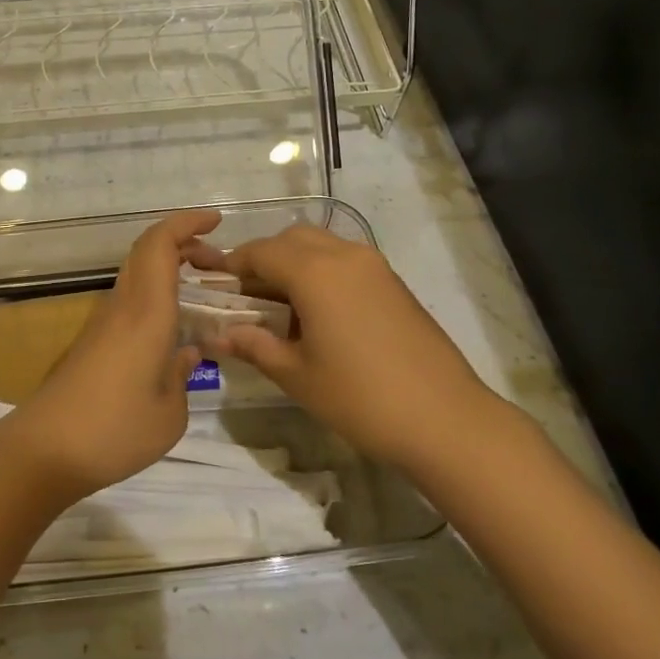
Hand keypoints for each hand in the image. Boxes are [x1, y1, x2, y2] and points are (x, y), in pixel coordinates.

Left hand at [0, 210, 214, 502]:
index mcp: (145, 312)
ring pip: (138, 274)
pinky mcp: (93, 342)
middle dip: (184, 244)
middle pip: (147, 251)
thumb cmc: (114, 430)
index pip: (160, 245)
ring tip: (204, 292)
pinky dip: (157, 295)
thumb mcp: (170, 413)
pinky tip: (174, 327)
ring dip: (170, 269)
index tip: (216, 221)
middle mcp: (122, 306)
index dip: (187, 223)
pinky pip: (131, 300)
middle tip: (219, 265)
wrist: (45, 450)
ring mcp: (103, 323)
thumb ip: (183, 375)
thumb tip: (187, 352)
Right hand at [189, 224, 489, 467]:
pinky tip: (318, 314)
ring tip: (281, 307)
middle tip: (246, 297)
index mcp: (315, 272)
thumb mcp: (296, 375)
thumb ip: (254, 345)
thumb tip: (217, 335)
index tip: (213, 284)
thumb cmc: (360, 398)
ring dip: (294, 263)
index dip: (232, 265)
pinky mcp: (393, 282)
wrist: (446, 419)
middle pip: (291, 239)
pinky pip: (345, 261)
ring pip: (321, 246)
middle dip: (263, 259)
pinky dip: (321, 272)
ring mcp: (374, 266)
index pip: (260, 252)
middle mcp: (344, 256)